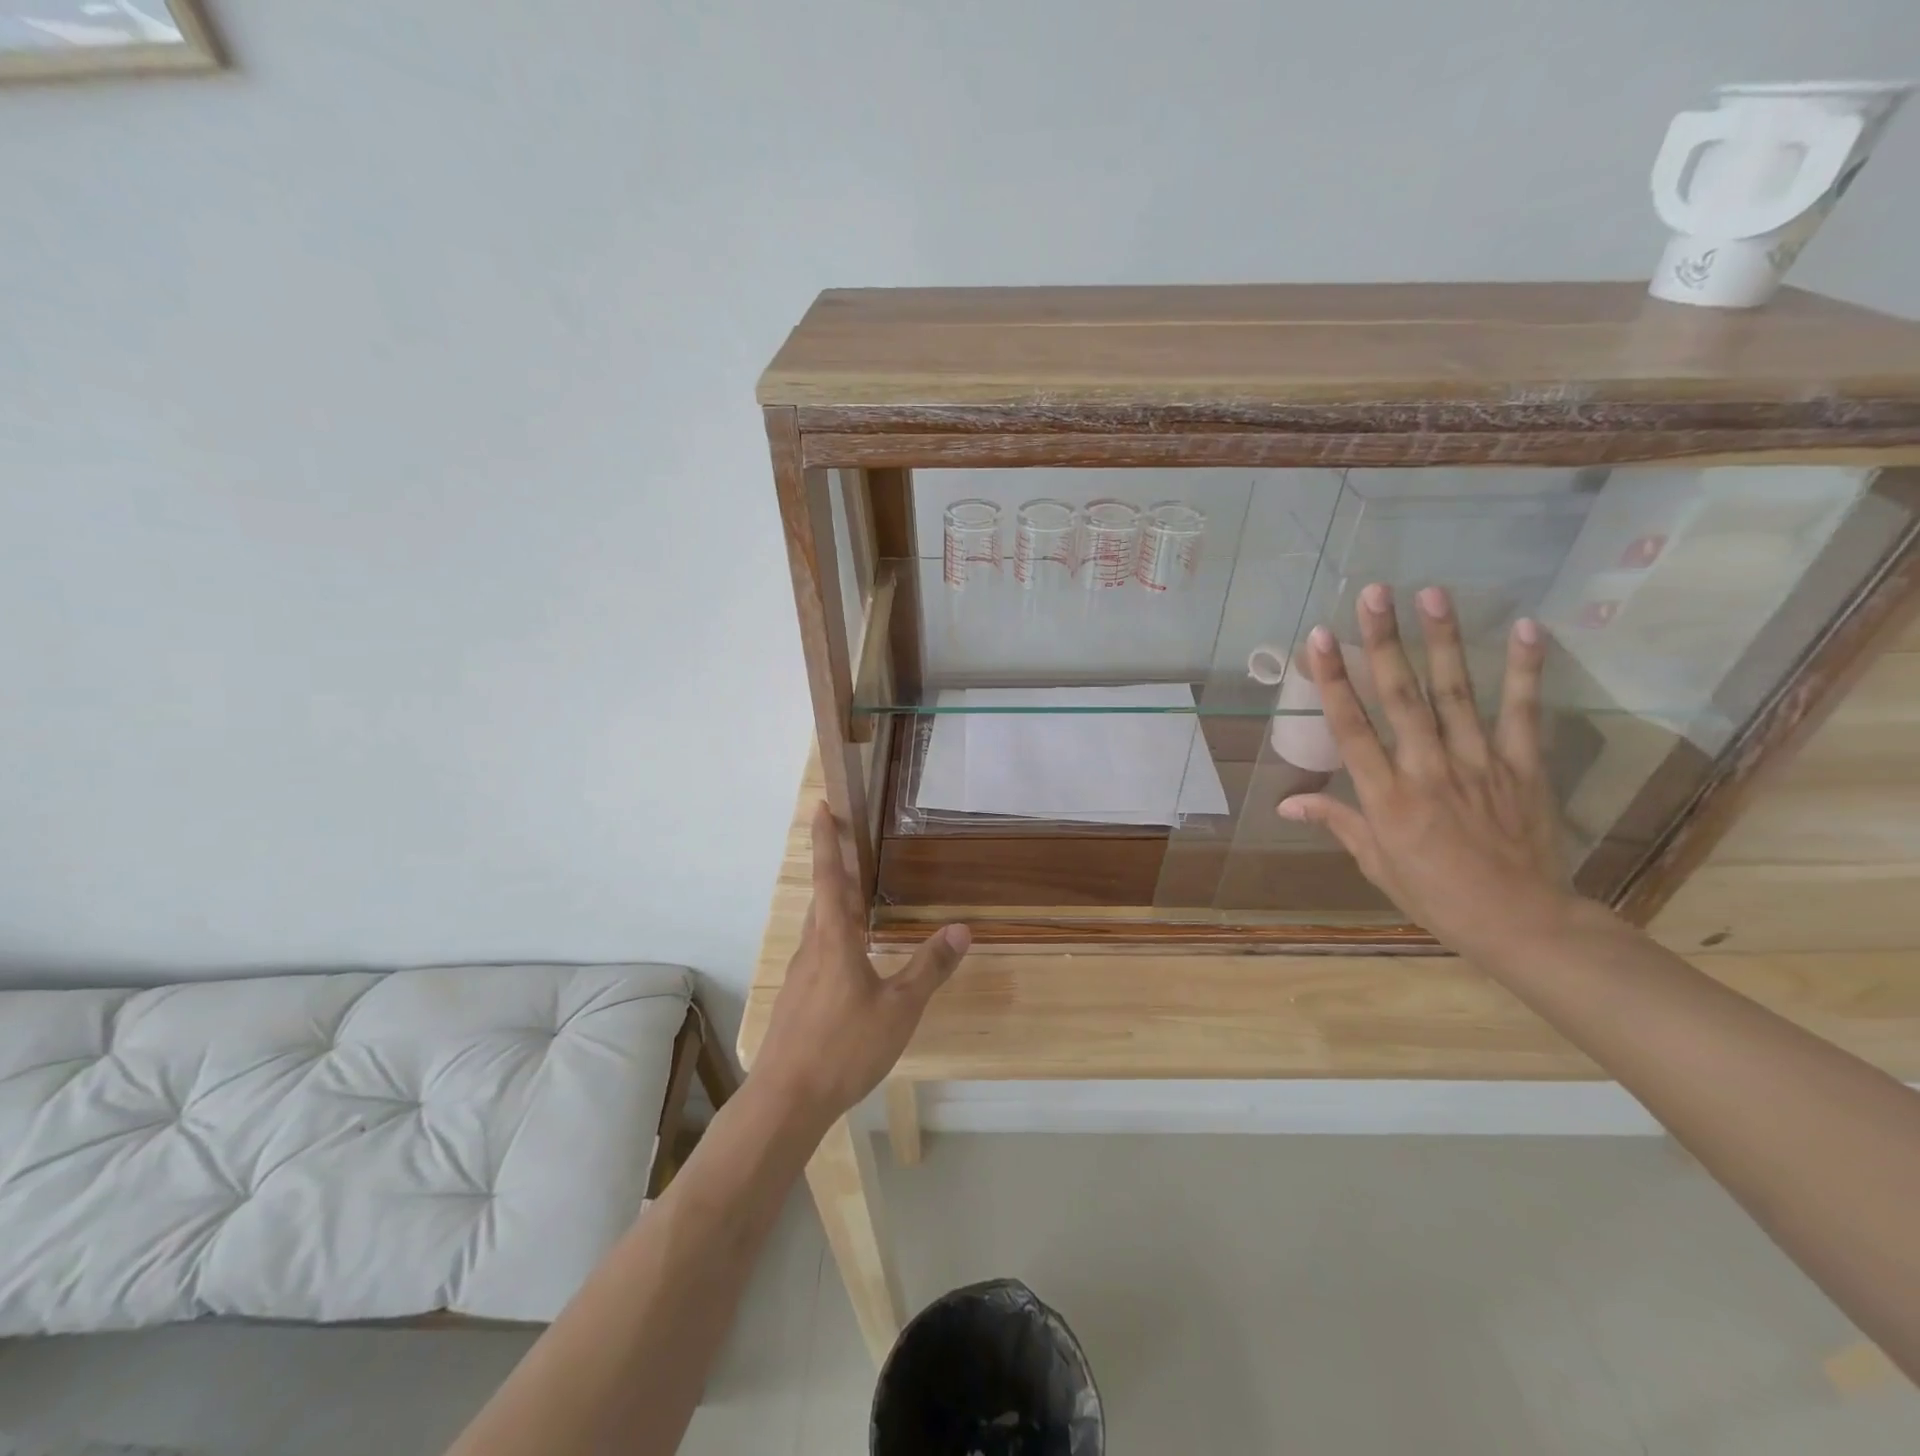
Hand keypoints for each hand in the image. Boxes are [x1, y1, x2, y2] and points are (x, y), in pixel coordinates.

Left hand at [751, 804, 970, 1129]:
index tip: (820, 806)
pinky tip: (852, 959)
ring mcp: (800, 975)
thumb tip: (961, 928)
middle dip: (836, 868)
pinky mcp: (798, 999)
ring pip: (820, 927)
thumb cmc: (845, 1047)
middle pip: (824, 898)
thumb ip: (930, 967)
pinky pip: (818, 954)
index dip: (827, 840)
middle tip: (853, 845)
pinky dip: (835, 937)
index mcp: (834, 939)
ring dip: (836, 905)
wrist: (787, 1100)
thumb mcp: (900, 1008)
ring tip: (859, 898)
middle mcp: (813, 948)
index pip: (831, 877)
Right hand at [1276, 584, 1576, 951]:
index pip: (1351, 727)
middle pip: (1400, 697)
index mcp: (1385, 796)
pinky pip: (1522, 712)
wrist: (1521, 921)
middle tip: (1374, 594)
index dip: (1332, 679)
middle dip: (1384, 642)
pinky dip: (1525, 670)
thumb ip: (1336, 820)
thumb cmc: (1435, 894)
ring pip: (1455, 693)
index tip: (1320, 638)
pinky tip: (1525, 628)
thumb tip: (1286, 803)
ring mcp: (1478, 763)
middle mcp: (1427, 770)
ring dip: (1443, 641)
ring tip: (1432, 594)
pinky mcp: (1522, 766)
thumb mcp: (1374, 862)